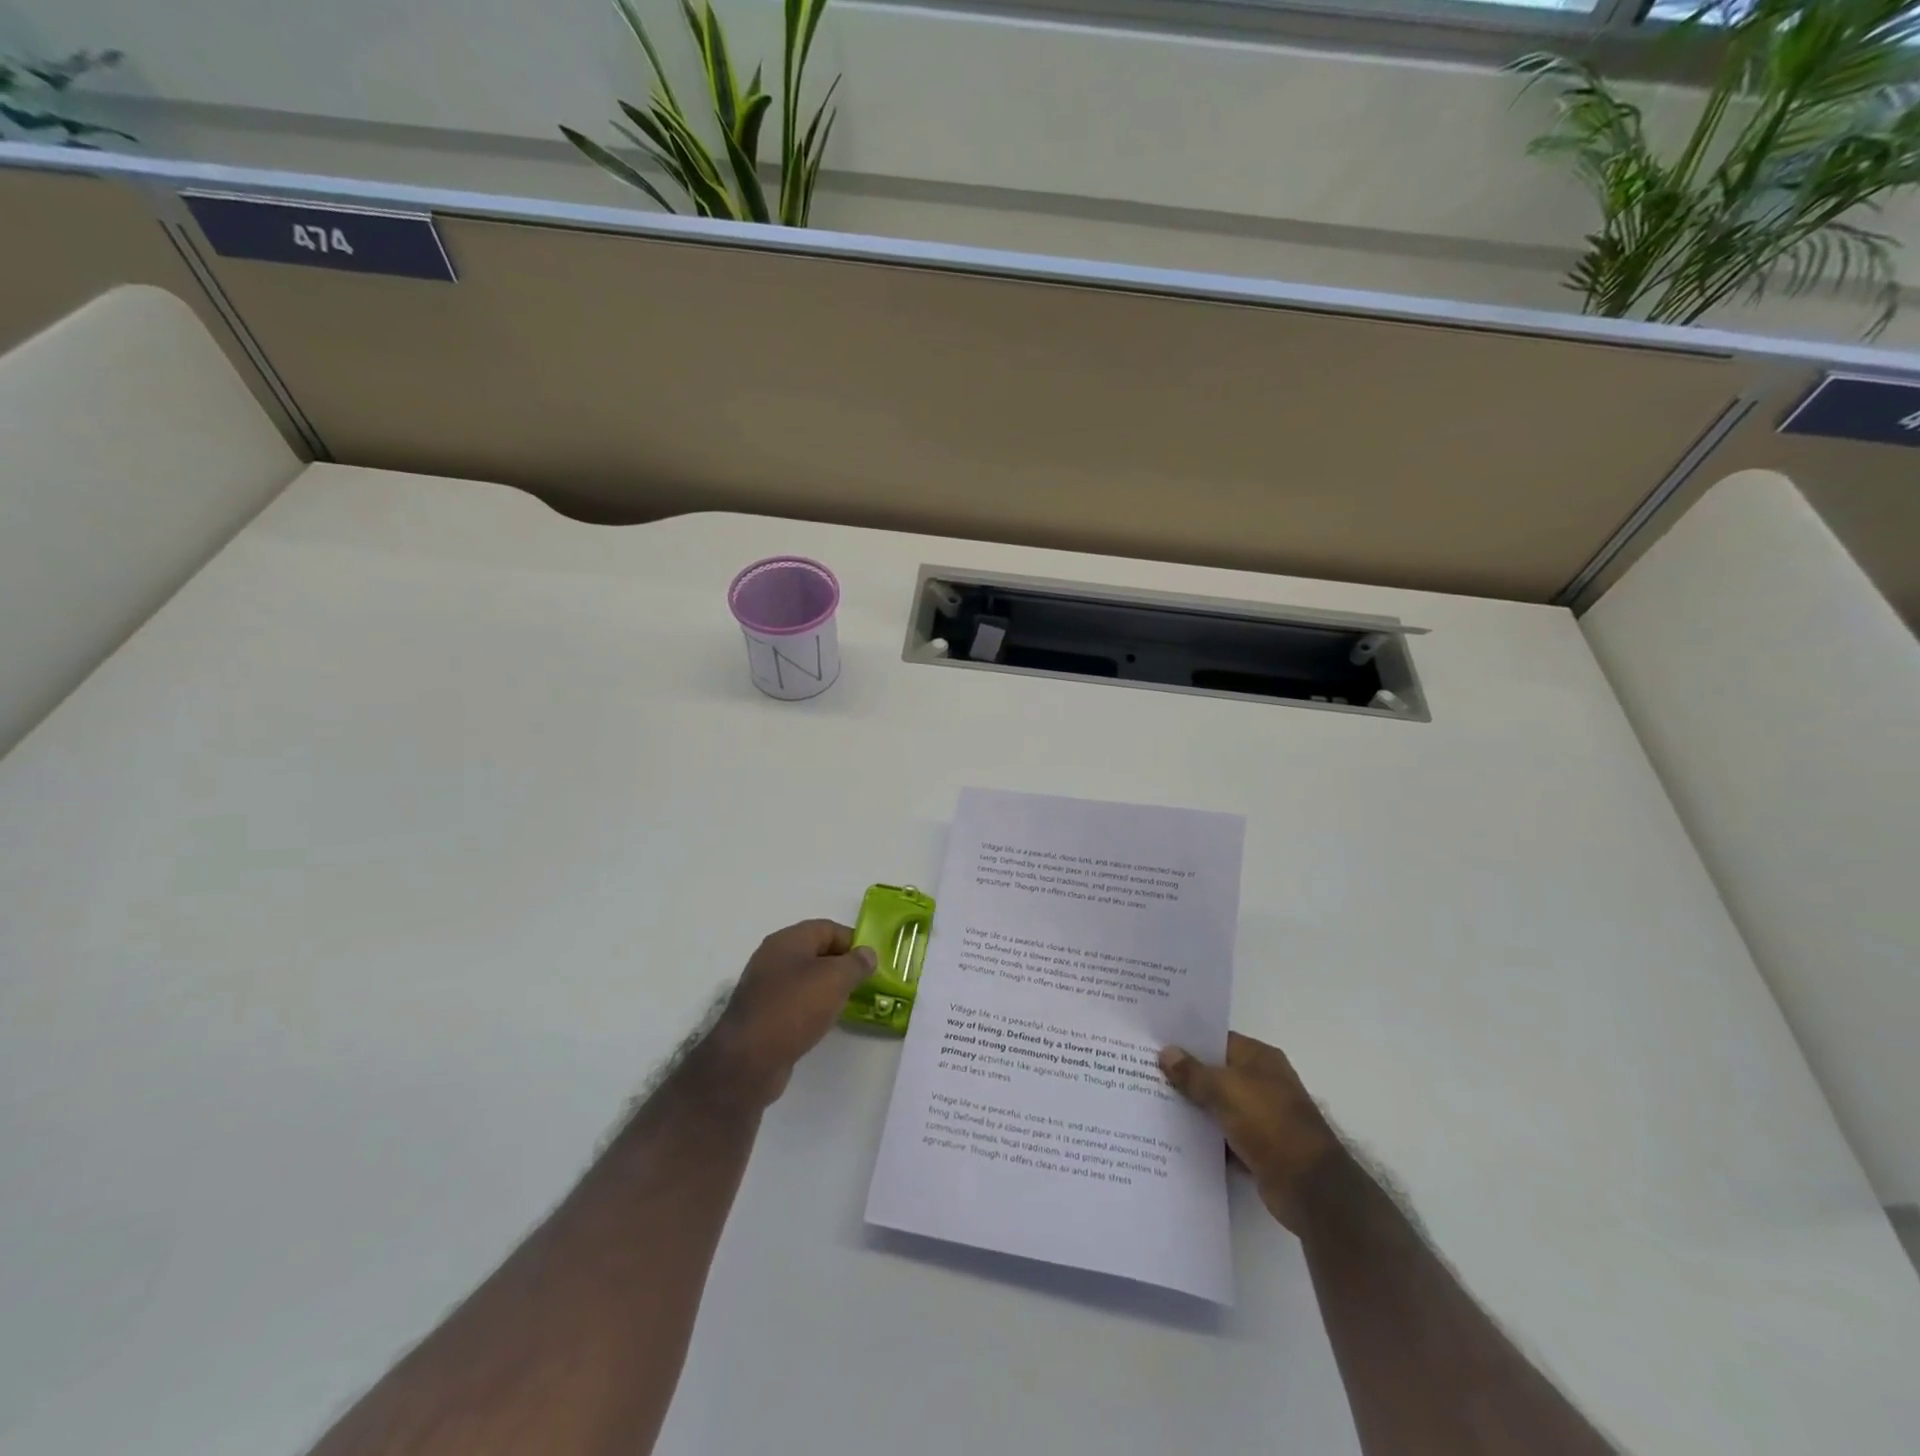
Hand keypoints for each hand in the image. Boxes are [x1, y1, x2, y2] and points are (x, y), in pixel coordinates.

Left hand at [701, 920, 876, 1109]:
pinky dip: (812, 1007)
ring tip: (848, 1004)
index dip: (853, 942)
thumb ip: (856, 963)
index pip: (828, 928)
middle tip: (864, 984)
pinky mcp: (762, 1014)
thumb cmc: (794, 1008)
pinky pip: (795, 1001)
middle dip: (842, 965)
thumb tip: (867, 954)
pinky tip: (823, 1022)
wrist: (748, 1060)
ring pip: (805, 978)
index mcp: (788, 940)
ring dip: (827, 988)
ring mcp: (765, 987)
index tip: (872, 963)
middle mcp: (773, 957)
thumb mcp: (835, 980)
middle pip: (816, 952)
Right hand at [1159, 1032, 1340, 1231]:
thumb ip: (1193, 1073)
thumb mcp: (1226, 1090)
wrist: (1310, 1188)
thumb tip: (1166, 1053)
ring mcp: (1260, 1116)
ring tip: (1150, 1102)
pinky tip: (1173, 1136)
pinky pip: (1222, 1135)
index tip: (1154, 1042)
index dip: (1187, 1041)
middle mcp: (1261, 1082)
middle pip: (1215, 1072)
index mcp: (1259, 1058)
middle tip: (1143, 1071)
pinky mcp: (1257, 1147)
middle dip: (1184, 1075)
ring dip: (1192, 1107)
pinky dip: (1204, 1137)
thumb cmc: (1270, 1124)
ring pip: (1217, 1105)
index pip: (1217, 1040)